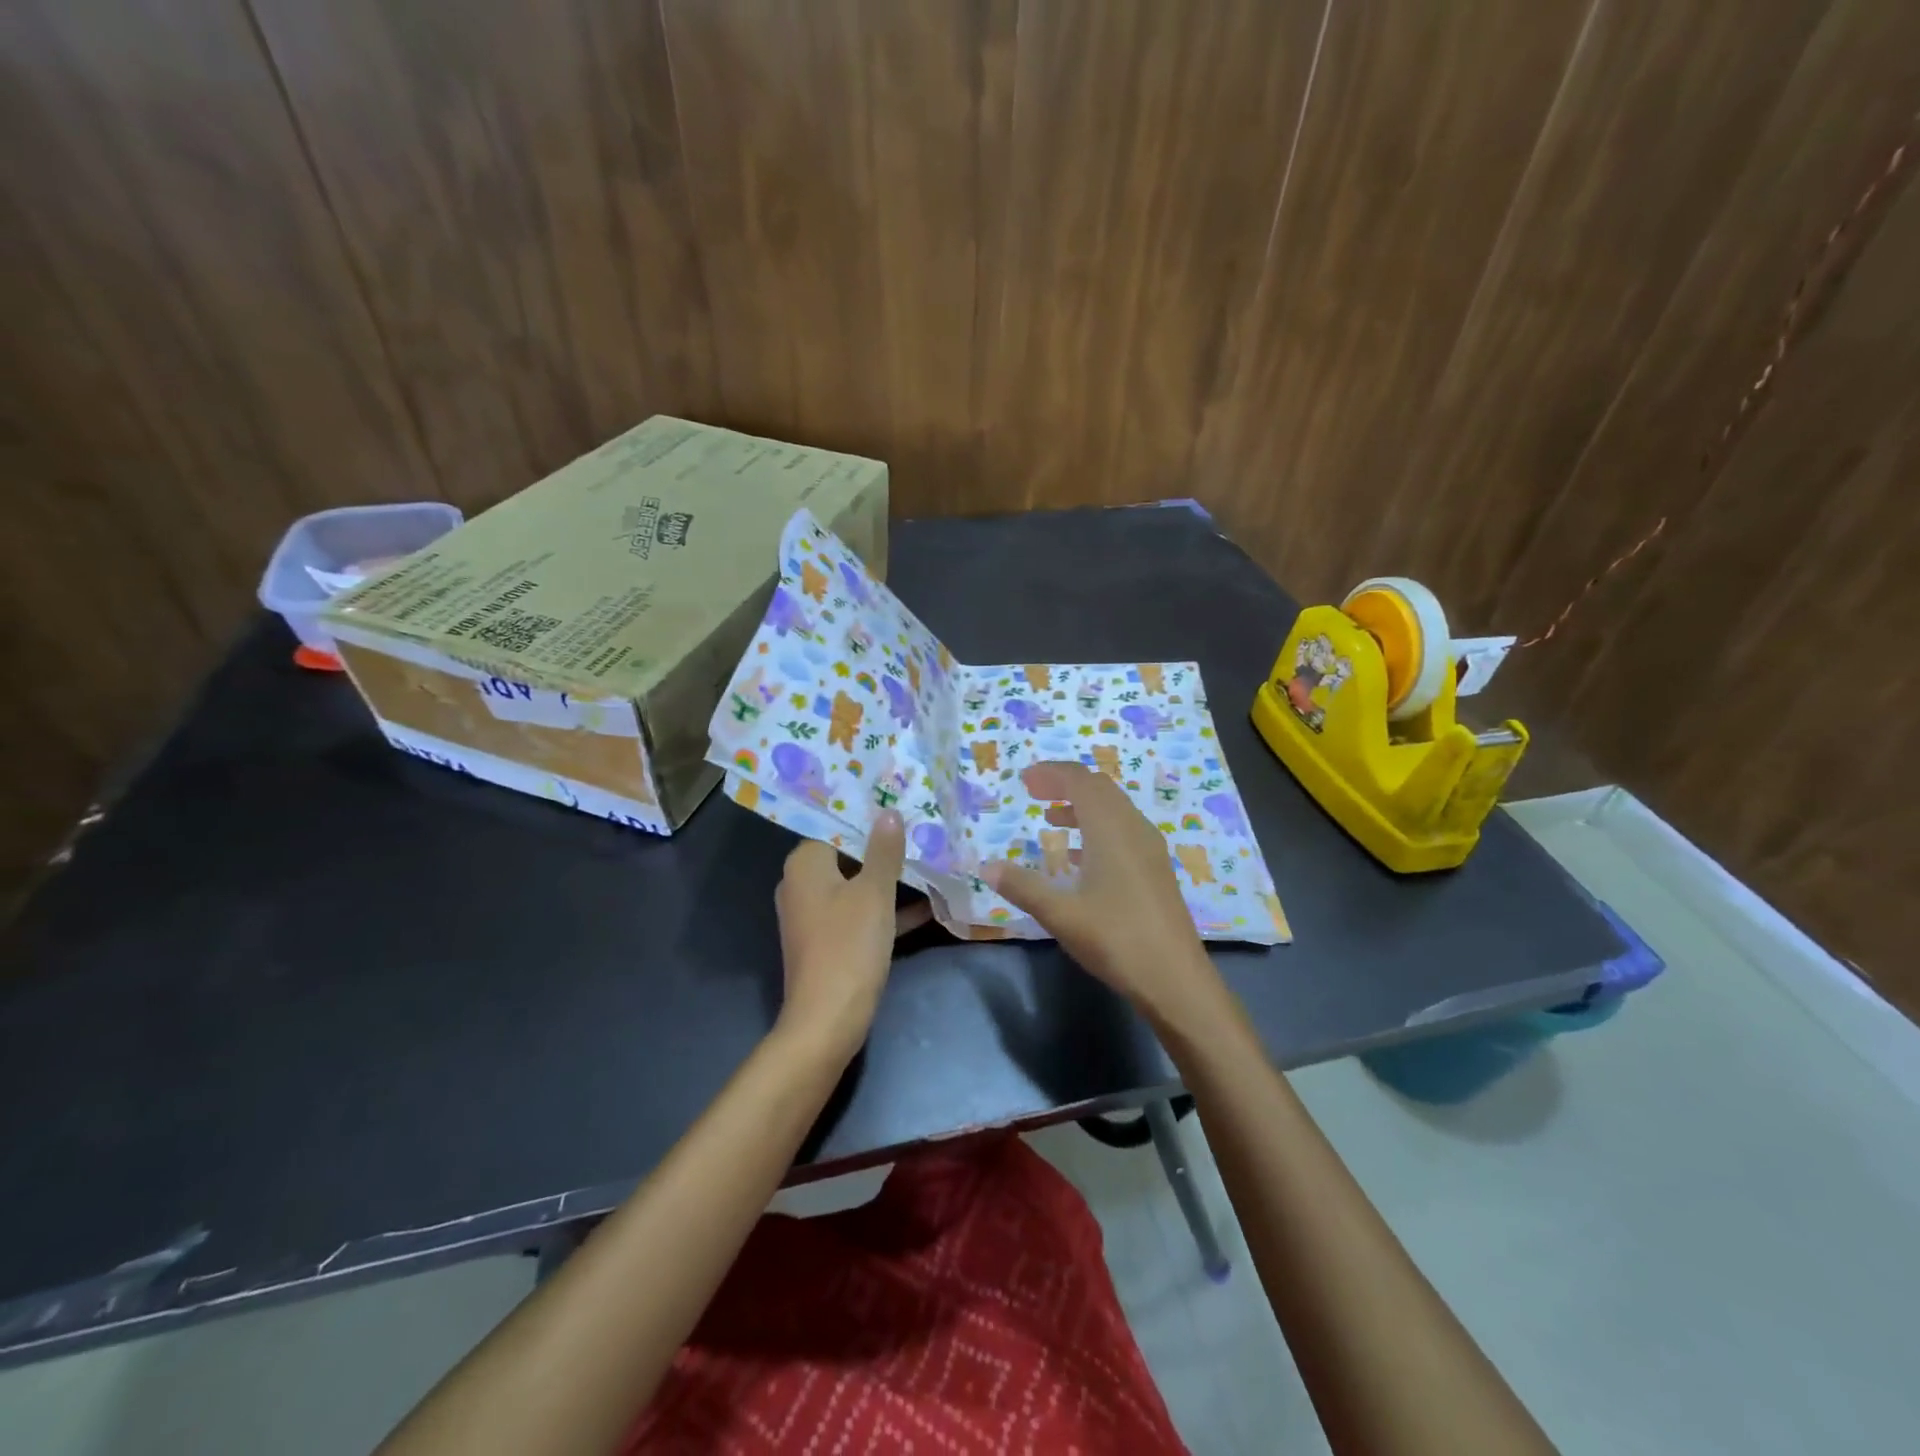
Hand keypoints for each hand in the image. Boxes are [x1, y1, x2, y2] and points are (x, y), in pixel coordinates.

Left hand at [774, 810, 906, 1057]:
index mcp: (805, 864)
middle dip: (882, 848)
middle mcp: (801, 884)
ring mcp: (812, 914)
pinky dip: (884, 910)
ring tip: (927, 861)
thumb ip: (884, 850)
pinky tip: (925, 907)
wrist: (827, 1019)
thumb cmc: (849, 945)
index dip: (867, 817)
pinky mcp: (826, 940)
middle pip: (846, 854)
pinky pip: (857, 913)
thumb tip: (888, 811)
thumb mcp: (874, 893)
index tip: (899, 806)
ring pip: (855, 885)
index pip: (835, 825)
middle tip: (919, 831)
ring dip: (888, 879)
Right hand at [984, 762, 1231, 1033]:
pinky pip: (1123, 831)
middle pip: (1100, 789)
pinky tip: (1079, 858)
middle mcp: (1134, 829)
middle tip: (1035, 793)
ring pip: (1114, 810)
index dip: (1052, 773)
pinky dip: (1097, 828)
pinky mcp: (1156, 869)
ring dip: (1082, 806)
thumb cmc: (1116, 940)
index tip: (1024, 779)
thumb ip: (1023, 887)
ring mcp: (1150, 849)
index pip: (1081, 781)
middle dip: (1066, 784)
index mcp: (1111, 829)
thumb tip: (986, 867)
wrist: (1176, 979)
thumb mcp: (1061, 915)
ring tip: (1051, 820)